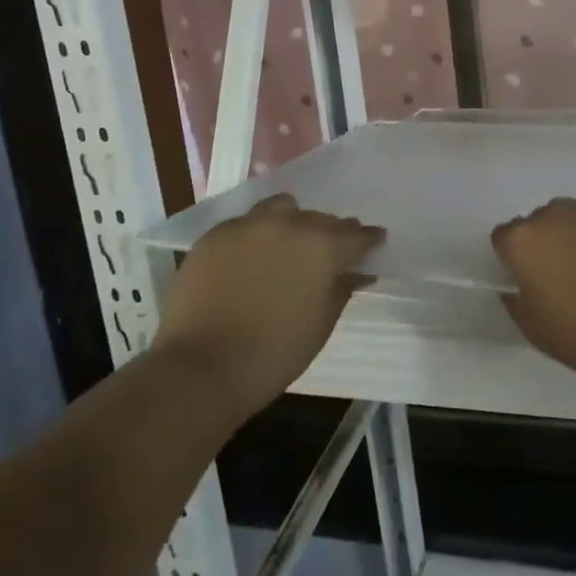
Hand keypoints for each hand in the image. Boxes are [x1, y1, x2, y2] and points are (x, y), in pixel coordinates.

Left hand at [155, 195, 383, 421]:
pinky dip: (256, 235)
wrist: (201, 367)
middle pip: (319, 218)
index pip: (356, 234)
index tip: (374, 242)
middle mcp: (289, 224)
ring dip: (292, 222)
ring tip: (288, 244)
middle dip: (329, 233)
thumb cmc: (273, 354)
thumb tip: (356, 272)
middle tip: (327, 252)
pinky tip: (251, 257)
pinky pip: (246, 223)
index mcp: (322, 246)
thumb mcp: (321, 325)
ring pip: (281, 208)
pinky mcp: (215, 233)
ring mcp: (249, 225)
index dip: (368, 239)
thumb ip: (342, 289)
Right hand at [491, 199, 575, 388]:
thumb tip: (517, 287)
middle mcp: (553, 215)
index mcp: (523, 240)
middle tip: (560, 282)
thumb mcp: (536, 330)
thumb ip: (516, 302)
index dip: (513, 262)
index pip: (503, 239)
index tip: (529, 285)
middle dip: (544, 247)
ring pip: (570, 222)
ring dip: (573, 241)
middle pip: (537, 225)